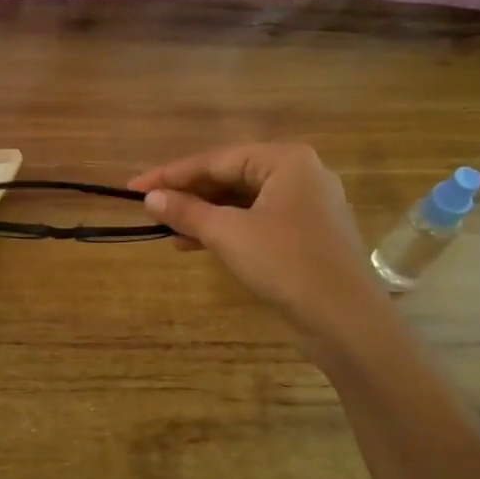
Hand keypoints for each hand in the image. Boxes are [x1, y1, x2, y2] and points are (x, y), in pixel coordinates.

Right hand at [130, 142, 383, 337]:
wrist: (345, 319)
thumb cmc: (286, 263)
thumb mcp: (228, 234)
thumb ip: (187, 211)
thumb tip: (150, 198)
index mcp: (286, 160)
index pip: (216, 159)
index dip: (171, 174)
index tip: (135, 186)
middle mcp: (300, 175)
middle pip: (231, 177)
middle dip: (189, 195)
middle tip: (151, 208)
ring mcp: (306, 206)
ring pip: (242, 202)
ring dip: (204, 215)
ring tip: (167, 230)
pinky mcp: (306, 235)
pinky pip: (256, 221)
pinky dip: (226, 230)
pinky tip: (196, 244)